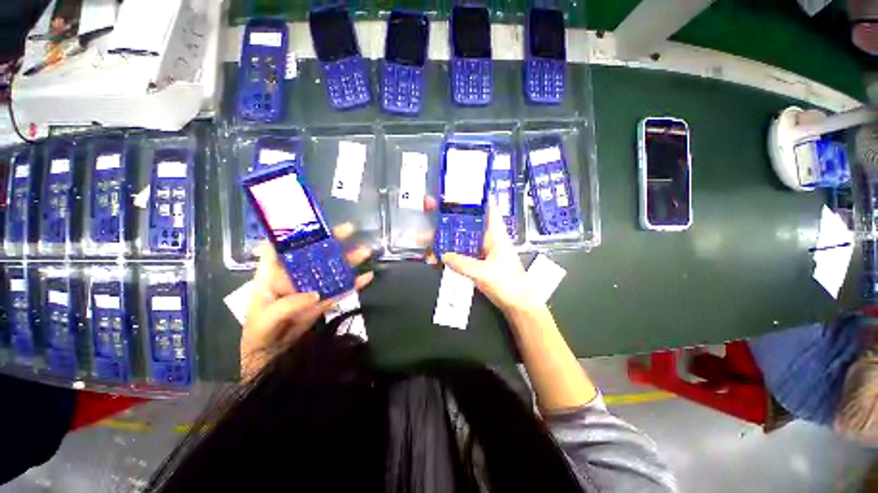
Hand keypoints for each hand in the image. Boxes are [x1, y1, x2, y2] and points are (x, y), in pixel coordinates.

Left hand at [240, 223, 372, 380]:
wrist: (270, 356)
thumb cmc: (258, 334)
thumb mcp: (265, 319)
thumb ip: (287, 306)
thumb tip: (315, 293)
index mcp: (273, 274)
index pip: (279, 246)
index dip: (291, 231)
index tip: (309, 220)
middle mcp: (295, 276)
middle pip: (314, 253)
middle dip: (331, 240)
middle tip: (349, 229)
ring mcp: (312, 287)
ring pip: (332, 269)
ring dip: (348, 260)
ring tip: (365, 251)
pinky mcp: (324, 300)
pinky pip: (341, 289)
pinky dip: (354, 284)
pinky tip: (368, 276)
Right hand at [424, 197, 540, 314]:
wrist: (516, 303)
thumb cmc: (509, 283)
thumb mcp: (486, 272)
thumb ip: (464, 264)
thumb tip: (443, 255)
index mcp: (494, 233)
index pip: (487, 206)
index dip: (473, 195)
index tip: (457, 186)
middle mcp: (485, 238)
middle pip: (464, 221)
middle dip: (446, 214)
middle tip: (428, 206)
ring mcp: (478, 250)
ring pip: (457, 238)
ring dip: (441, 238)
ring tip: (422, 239)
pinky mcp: (474, 261)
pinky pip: (457, 254)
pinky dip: (445, 255)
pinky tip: (432, 258)